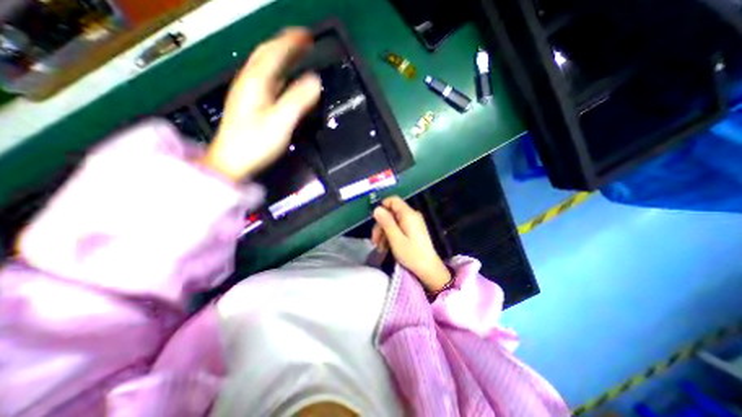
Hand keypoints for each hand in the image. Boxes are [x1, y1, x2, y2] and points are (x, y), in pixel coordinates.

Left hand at [200, 27, 321, 180]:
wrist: (232, 160)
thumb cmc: (255, 143)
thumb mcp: (280, 122)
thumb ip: (298, 101)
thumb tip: (315, 82)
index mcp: (256, 83)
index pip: (274, 53)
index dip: (291, 42)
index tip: (307, 36)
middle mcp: (249, 82)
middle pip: (266, 54)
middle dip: (285, 43)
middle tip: (303, 40)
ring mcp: (247, 92)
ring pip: (263, 65)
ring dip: (279, 54)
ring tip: (294, 52)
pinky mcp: (249, 103)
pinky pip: (263, 79)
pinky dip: (275, 71)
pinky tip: (282, 76)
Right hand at [374, 196, 448, 290]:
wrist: (429, 269)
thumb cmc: (412, 255)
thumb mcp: (396, 239)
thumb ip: (386, 222)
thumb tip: (376, 209)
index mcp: (408, 214)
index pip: (393, 200)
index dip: (382, 207)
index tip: (375, 221)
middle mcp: (411, 215)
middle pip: (391, 213)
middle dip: (381, 225)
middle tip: (374, 241)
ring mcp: (413, 223)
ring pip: (393, 221)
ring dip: (384, 233)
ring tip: (380, 248)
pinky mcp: (413, 230)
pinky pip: (398, 228)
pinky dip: (391, 236)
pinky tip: (386, 247)